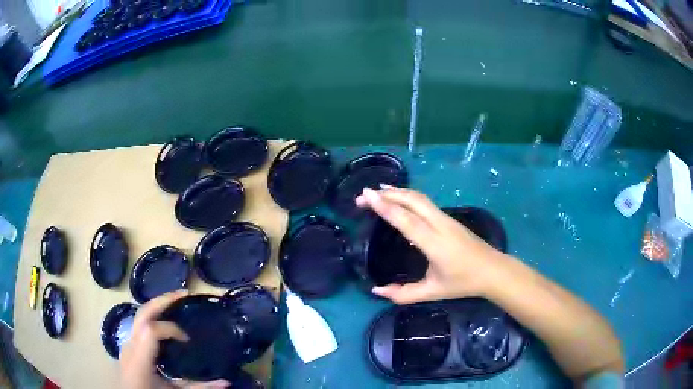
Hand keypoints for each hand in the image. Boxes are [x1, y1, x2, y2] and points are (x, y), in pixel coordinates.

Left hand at [119, 290, 229, 388]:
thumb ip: (199, 387)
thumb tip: (226, 382)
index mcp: (140, 359)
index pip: (152, 330)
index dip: (172, 329)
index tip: (188, 340)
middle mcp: (131, 346)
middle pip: (143, 313)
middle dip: (163, 300)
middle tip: (184, 293)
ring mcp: (127, 344)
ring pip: (140, 316)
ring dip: (158, 305)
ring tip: (175, 301)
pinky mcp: (129, 346)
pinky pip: (140, 325)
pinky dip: (154, 318)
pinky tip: (164, 321)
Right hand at [355, 186, 506, 304]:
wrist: (493, 271)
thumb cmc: (463, 283)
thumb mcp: (432, 292)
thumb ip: (403, 294)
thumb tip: (377, 290)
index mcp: (434, 243)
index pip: (407, 220)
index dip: (385, 207)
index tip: (367, 195)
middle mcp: (440, 225)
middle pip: (412, 200)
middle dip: (386, 195)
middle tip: (363, 196)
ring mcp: (446, 219)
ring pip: (419, 198)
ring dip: (397, 192)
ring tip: (377, 193)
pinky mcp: (449, 218)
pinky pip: (425, 202)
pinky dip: (407, 196)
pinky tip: (399, 199)